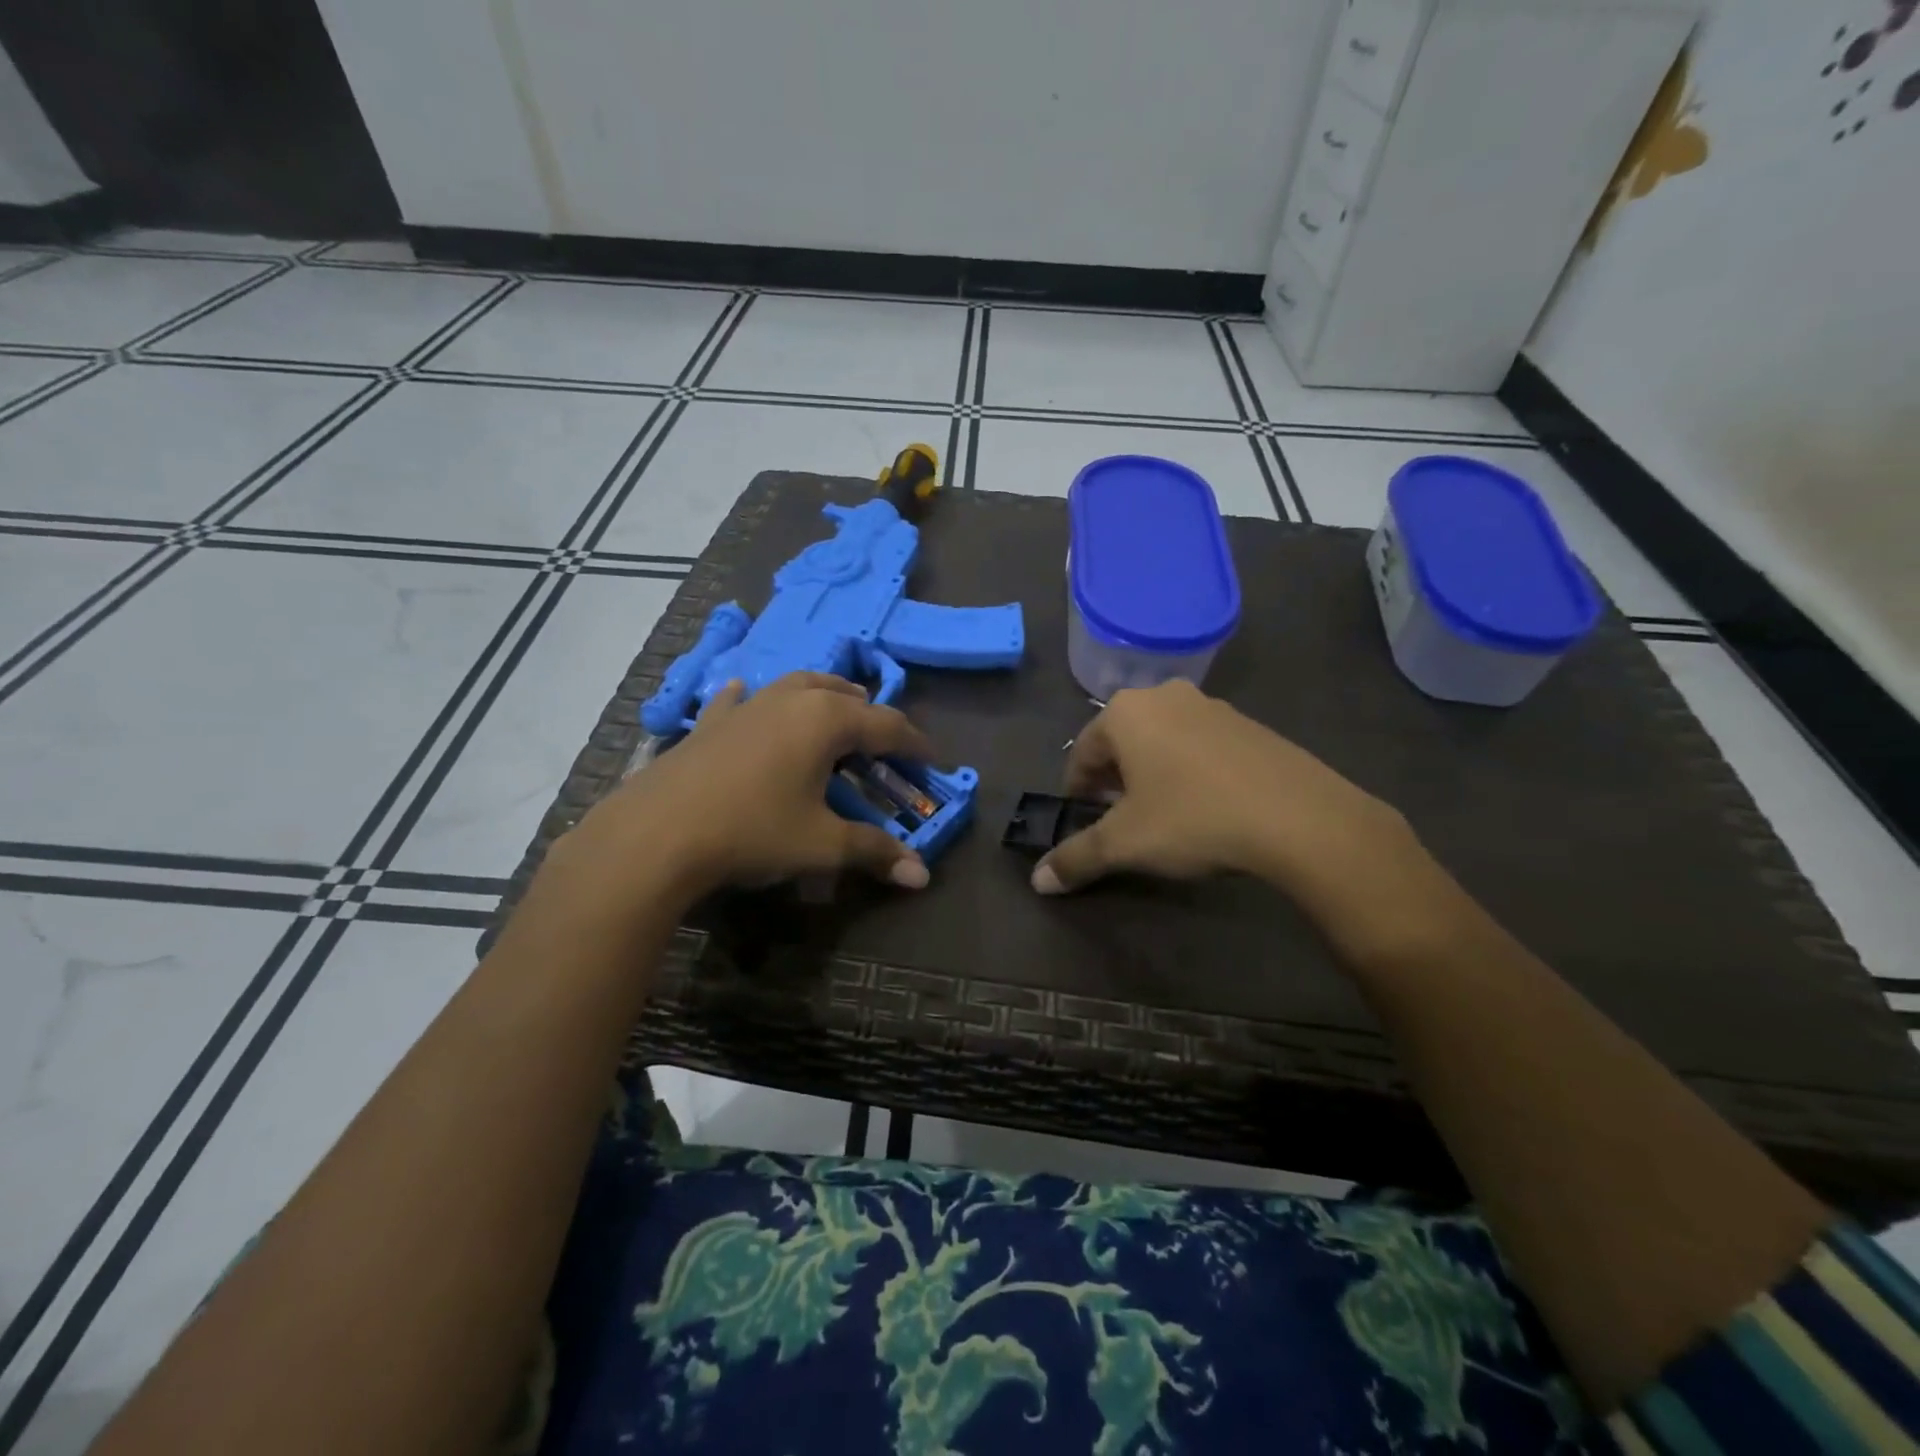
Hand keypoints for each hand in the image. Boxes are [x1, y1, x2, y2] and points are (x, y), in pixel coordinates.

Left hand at [562, 672, 935, 906]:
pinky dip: (757, 699)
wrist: (657, 833)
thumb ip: (875, 852)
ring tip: (835, 715)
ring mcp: (748, 705)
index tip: (931, 762)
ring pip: (798, 685)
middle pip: (846, 695)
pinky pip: (741, 699)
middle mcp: (792, 699)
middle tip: (884, 746)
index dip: (915, 745)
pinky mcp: (711, 721)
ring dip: (825, 697)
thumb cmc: (752, 831)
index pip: (888, 725)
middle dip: (872, 717)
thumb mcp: (821, 845)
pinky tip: (746, 696)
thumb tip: (923, 876)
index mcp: (827, 721)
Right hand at [1034, 680, 1414, 902]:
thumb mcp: (1126, 843)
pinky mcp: (1249, 724)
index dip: (1077, 792)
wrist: (1298, 816)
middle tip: (1121, 821)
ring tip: (1164, 816)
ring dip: (1152, 774)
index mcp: (1126, 712)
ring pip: (1162, 741)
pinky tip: (1206, 806)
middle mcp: (1165, 696)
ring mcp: (1212, 705)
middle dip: (1114, 781)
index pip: (1082, 752)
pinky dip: (1190, 770)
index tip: (1085, 823)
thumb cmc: (1193, 818)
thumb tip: (1038, 882)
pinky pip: (1201, 745)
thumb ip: (1076, 858)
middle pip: (1122, 742)